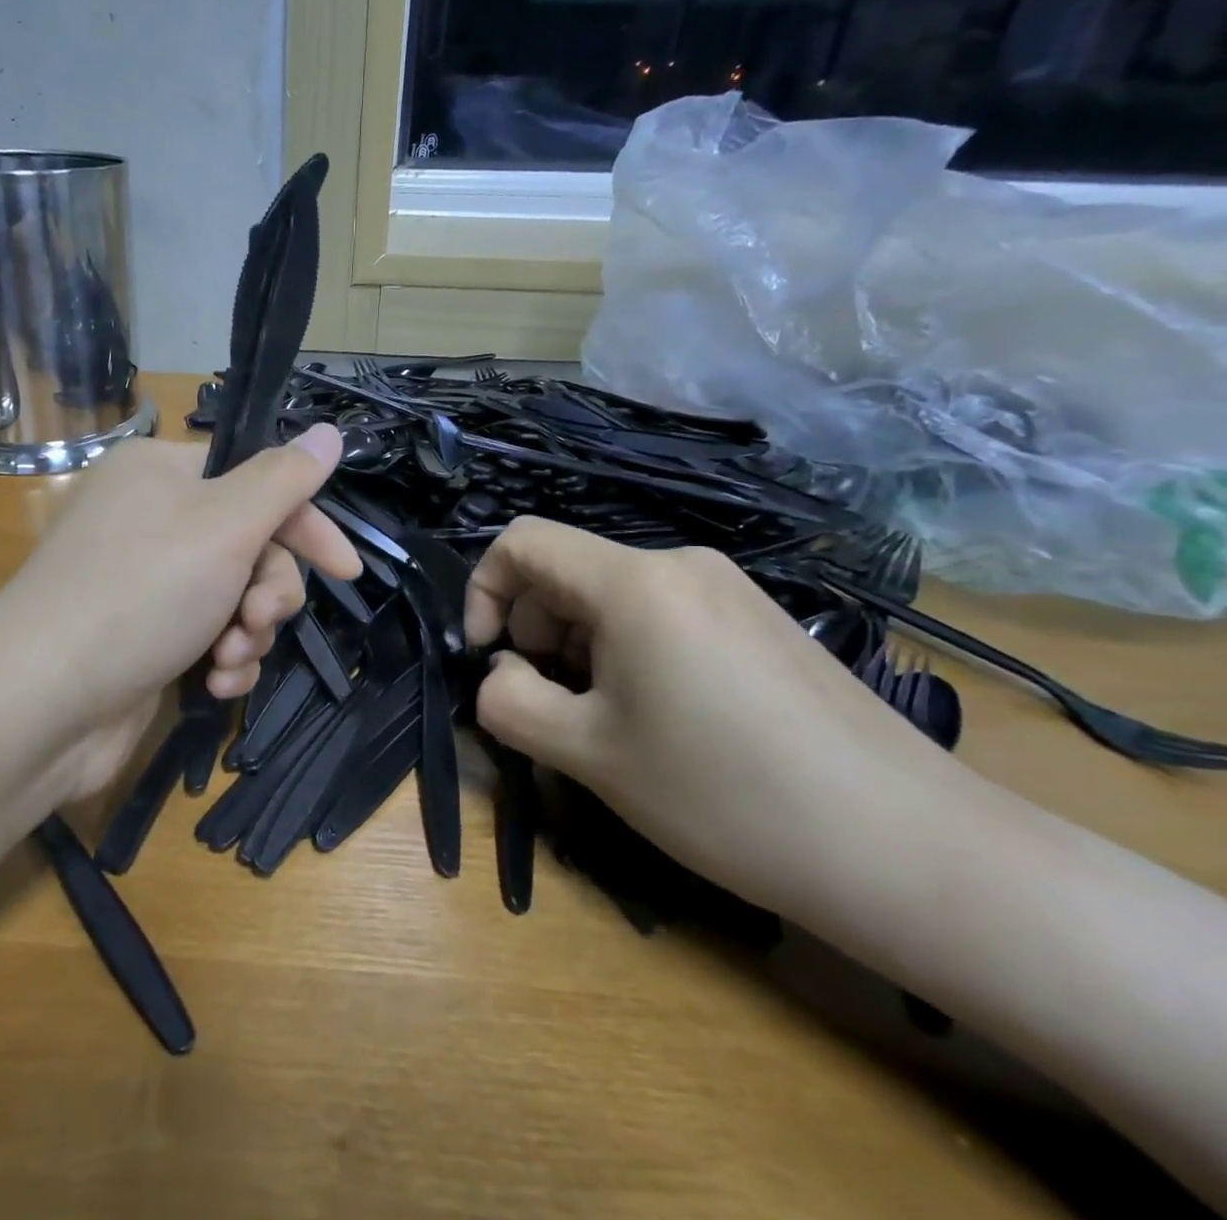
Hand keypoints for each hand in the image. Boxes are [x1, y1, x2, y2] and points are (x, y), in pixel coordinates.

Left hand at [0, 425, 360, 796]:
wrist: (41, 703)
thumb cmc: (141, 593)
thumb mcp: (226, 524)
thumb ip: (285, 479)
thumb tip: (328, 430)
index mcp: (161, 473)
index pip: (257, 482)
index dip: (306, 525)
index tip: (346, 571)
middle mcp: (149, 519)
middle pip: (250, 545)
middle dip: (268, 591)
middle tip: (258, 619)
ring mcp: (144, 582)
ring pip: (234, 597)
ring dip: (247, 632)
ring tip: (228, 658)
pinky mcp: (142, 637)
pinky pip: (206, 636)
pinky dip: (221, 660)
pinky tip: (215, 684)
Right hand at [464, 517, 957, 917]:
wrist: (909, 849)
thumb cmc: (726, 794)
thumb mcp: (589, 754)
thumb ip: (509, 703)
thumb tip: (500, 674)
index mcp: (634, 582)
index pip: (522, 542)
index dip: (483, 591)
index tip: (488, 659)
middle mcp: (681, 564)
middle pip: (567, 572)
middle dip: (535, 632)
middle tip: (554, 708)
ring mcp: (728, 589)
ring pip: (612, 597)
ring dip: (581, 649)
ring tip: (610, 725)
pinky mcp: (759, 620)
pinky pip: (661, 615)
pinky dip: (629, 654)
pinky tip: (664, 722)